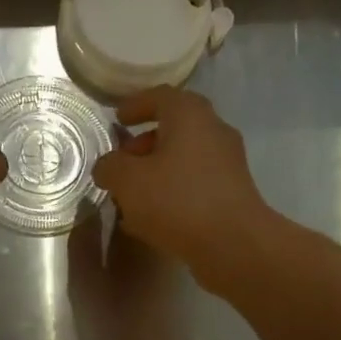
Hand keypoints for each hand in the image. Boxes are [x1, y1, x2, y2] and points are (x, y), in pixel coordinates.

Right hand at [91, 87, 268, 273]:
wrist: (233, 243)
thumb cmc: (177, 201)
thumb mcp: (128, 182)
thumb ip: (110, 167)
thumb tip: (107, 166)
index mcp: (189, 115)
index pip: (160, 96)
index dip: (135, 105)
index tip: (118, 119)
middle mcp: (214, 130)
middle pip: (175, 127)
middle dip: (145, 143)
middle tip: (122, 162)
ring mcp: (228, 162)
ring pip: (185, 157)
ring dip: (158, 170)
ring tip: (133, 195)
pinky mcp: (233, 192)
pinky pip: (195, 182)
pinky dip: (173, 190)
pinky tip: (155, 215)